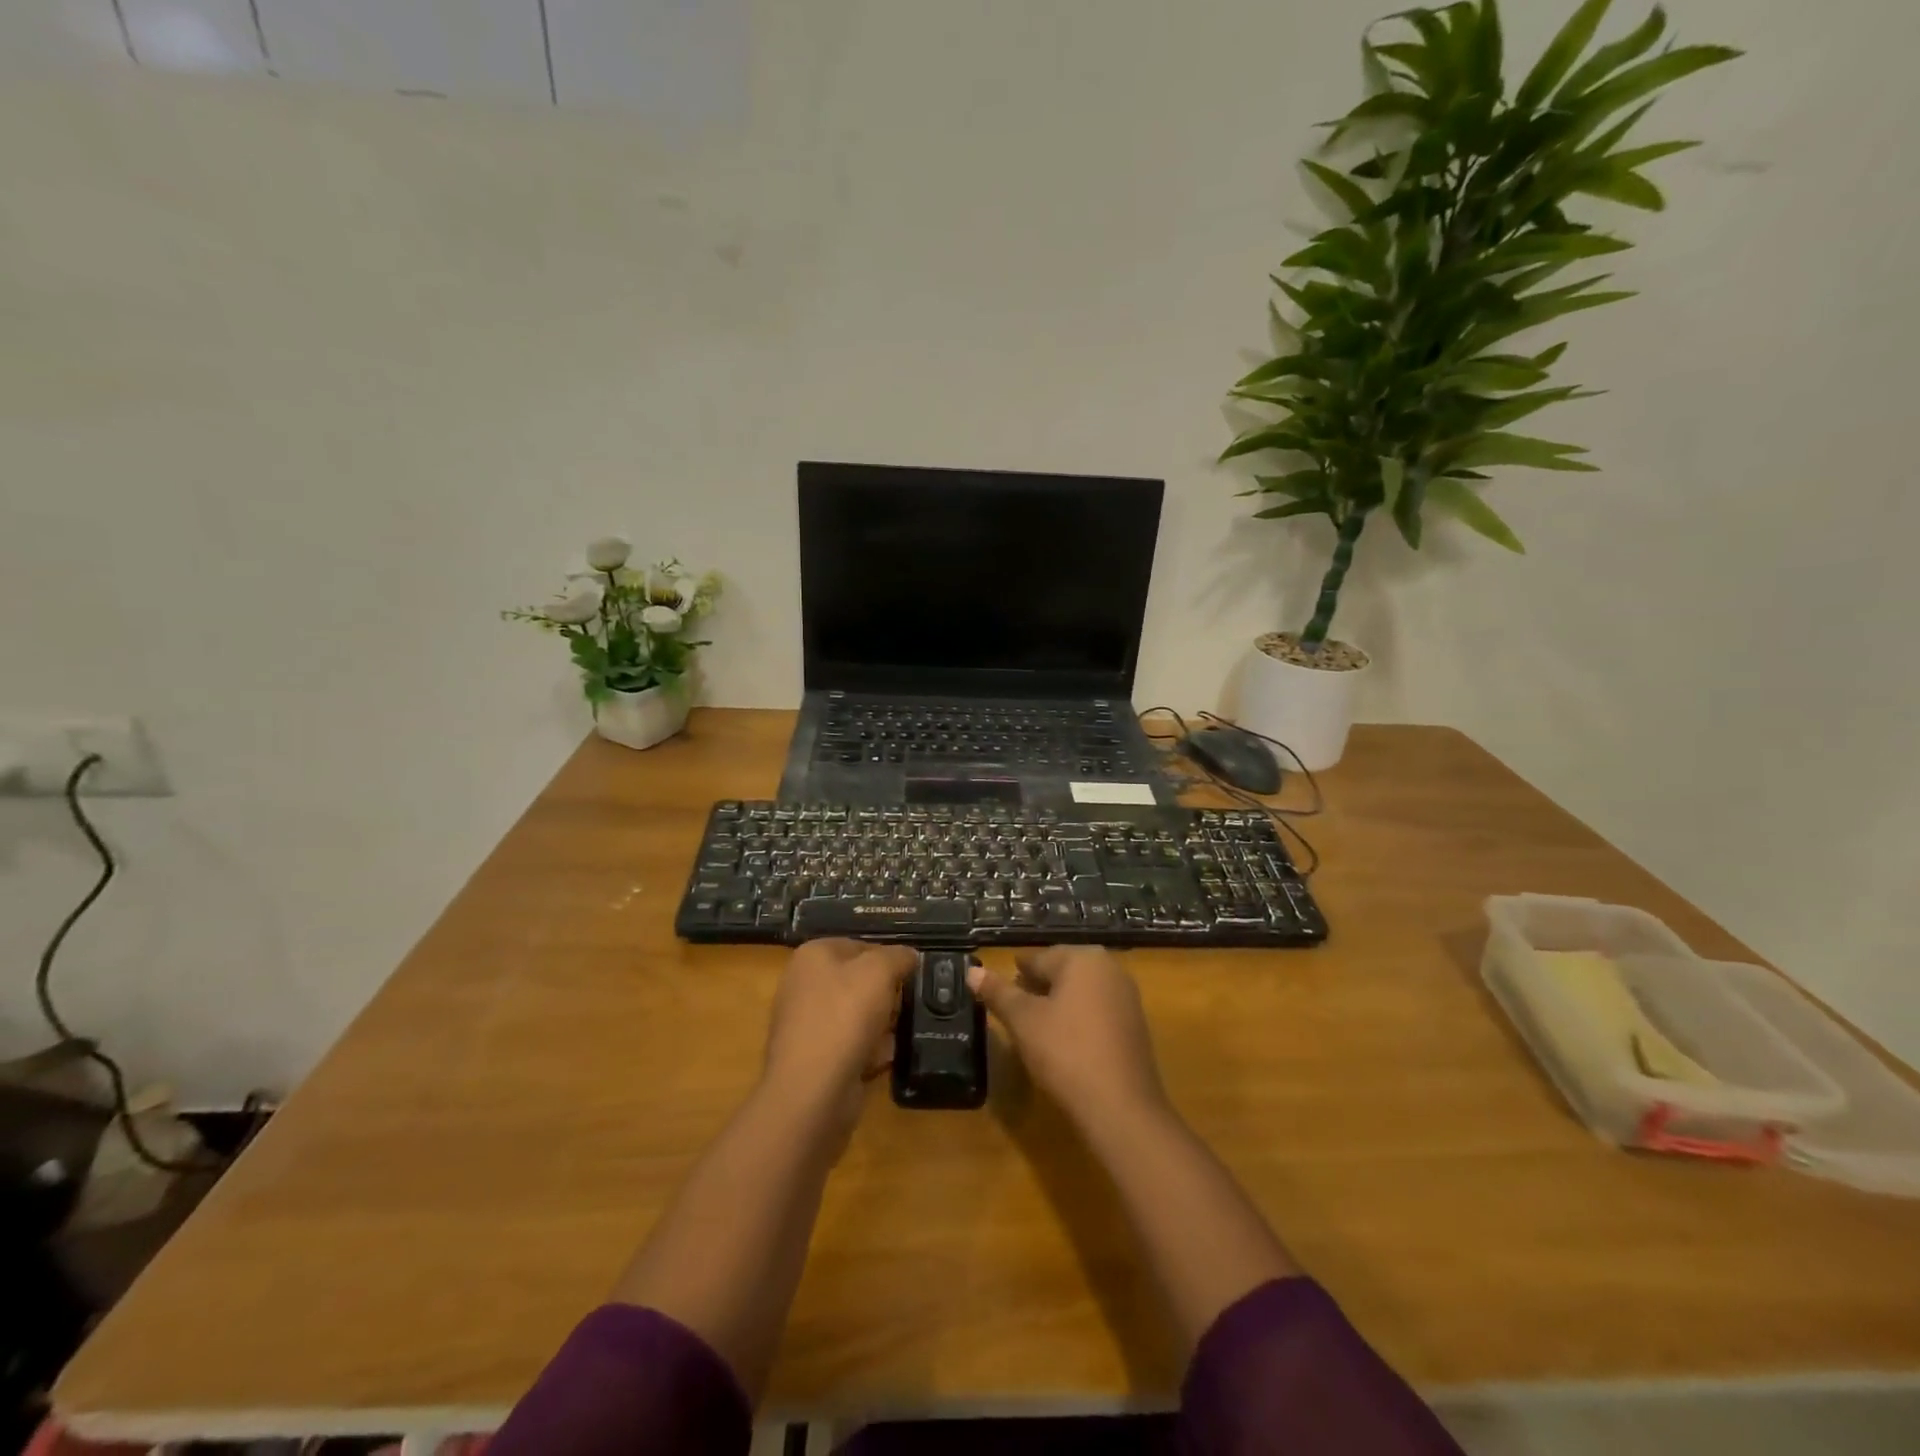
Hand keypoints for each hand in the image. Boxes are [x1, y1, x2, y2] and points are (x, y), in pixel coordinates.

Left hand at [762, 938, 914, 1131]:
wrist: (812, 1091)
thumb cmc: (844, 1016)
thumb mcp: (879, 971)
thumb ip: (898, 956)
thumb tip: (909, 956)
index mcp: (813, 956)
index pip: (860, 945)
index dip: (889, 958)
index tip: (911, 975)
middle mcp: (804, 985)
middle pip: (859, 981)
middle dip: (886, 994)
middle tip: (908, 1004)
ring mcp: (808, 1024)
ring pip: (859, 1015)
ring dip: (883, 1024)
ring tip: (901, 1033)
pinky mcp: (816, 1058)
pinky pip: (853, 1045)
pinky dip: (871, 1051)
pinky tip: (885, 1058)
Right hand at [967, 946, 1168, 1129]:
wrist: (1120, 1108)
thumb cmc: (1065, 1052)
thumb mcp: (1023, 1021)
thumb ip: (998, 992)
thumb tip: (972, 971)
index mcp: (1083, 958)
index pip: (1038, 958)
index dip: (1015, 976)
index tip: (998, 993)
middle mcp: (1110, 968)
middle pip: (1061, 971)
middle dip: (1036, 989)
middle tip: (1013, 1014)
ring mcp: (1127, 997)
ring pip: (1080, 992)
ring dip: (1057, 1005)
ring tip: (1034, 1030)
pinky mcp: (1135, 1025)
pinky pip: (1098, 1011)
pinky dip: (1078, 1020)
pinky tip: (1064, 1044)